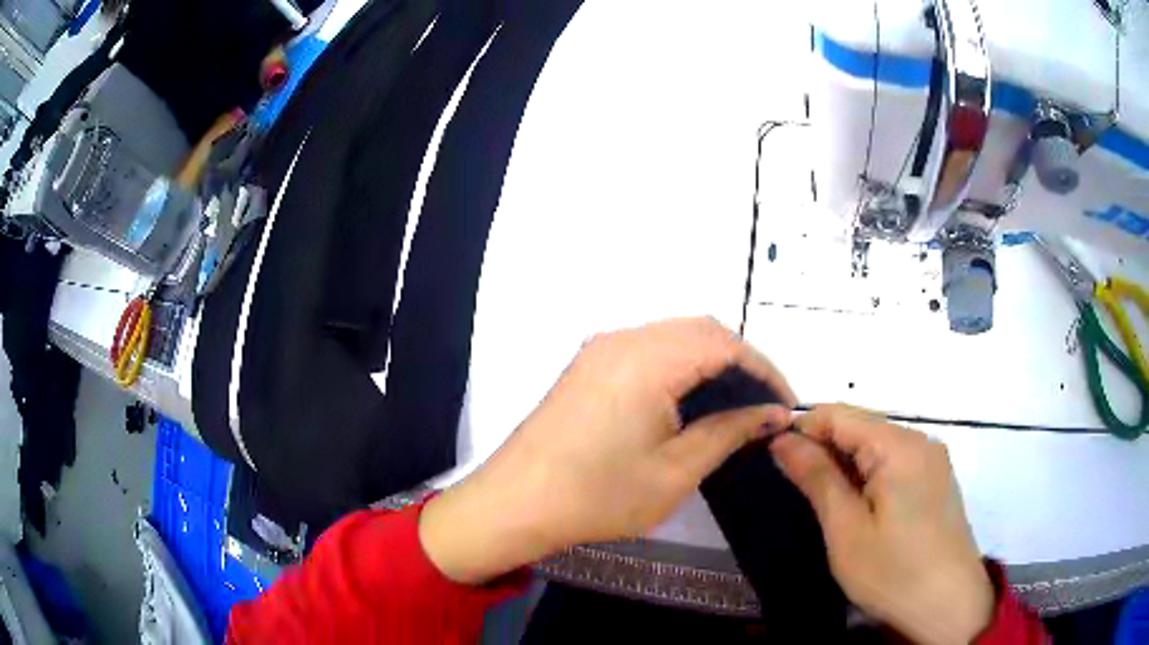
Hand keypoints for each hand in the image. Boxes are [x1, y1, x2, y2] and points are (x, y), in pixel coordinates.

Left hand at [420, 318, 794, 583]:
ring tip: (735, 404)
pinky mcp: (589, 364)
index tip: (785, 404)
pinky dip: (681, 365)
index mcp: (648, 359)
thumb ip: (729, 432)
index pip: (726, 343)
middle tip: (763, 405)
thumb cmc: (598, 496)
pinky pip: (649, 348)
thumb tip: (773, 412)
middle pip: (701, 330)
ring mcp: (601, 348)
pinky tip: (691, 399)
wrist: (515, 504)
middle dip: (741, 361)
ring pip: (675, 336)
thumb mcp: (676, 471)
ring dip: (711, 361)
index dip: (764, 370)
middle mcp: (624, 339)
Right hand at [770, 405, 993, 644]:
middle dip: (825, 450)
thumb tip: (783, 440)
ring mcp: (933, 459)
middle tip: (798, 490)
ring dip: (847, 465)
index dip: (803, 429)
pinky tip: (861, 507)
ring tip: (827, 504)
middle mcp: (921, 441)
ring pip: (878, 446)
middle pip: (862, 427)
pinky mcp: (937, 479)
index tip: (774, 458)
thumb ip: (816, 478)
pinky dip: (870, 475)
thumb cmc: (892, 572)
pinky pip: (896, 462)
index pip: (840, 414)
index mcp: (899, 446)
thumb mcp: (846, 529)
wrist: (948, 604)